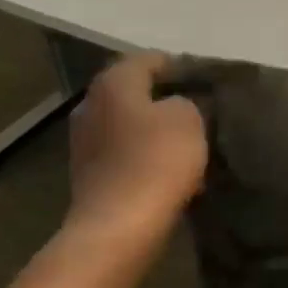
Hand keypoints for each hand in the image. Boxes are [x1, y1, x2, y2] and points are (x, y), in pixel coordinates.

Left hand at [66, 52, 206, 244]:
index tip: (203, 79)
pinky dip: (144, 160)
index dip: (177, 66)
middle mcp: (90, 105)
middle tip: (198, 112)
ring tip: (186, 146)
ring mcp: (84, 143)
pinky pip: (123, 157)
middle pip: (132, 94)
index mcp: (113, 83)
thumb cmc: (156, 162)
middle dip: (163, 101)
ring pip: (127, 127)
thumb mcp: (188, 120)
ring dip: (153, 133)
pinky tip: (167, 174)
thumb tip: (174, 107)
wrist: (118, 226)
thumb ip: (185, 103)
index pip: (148, 60)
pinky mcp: (88, 176)